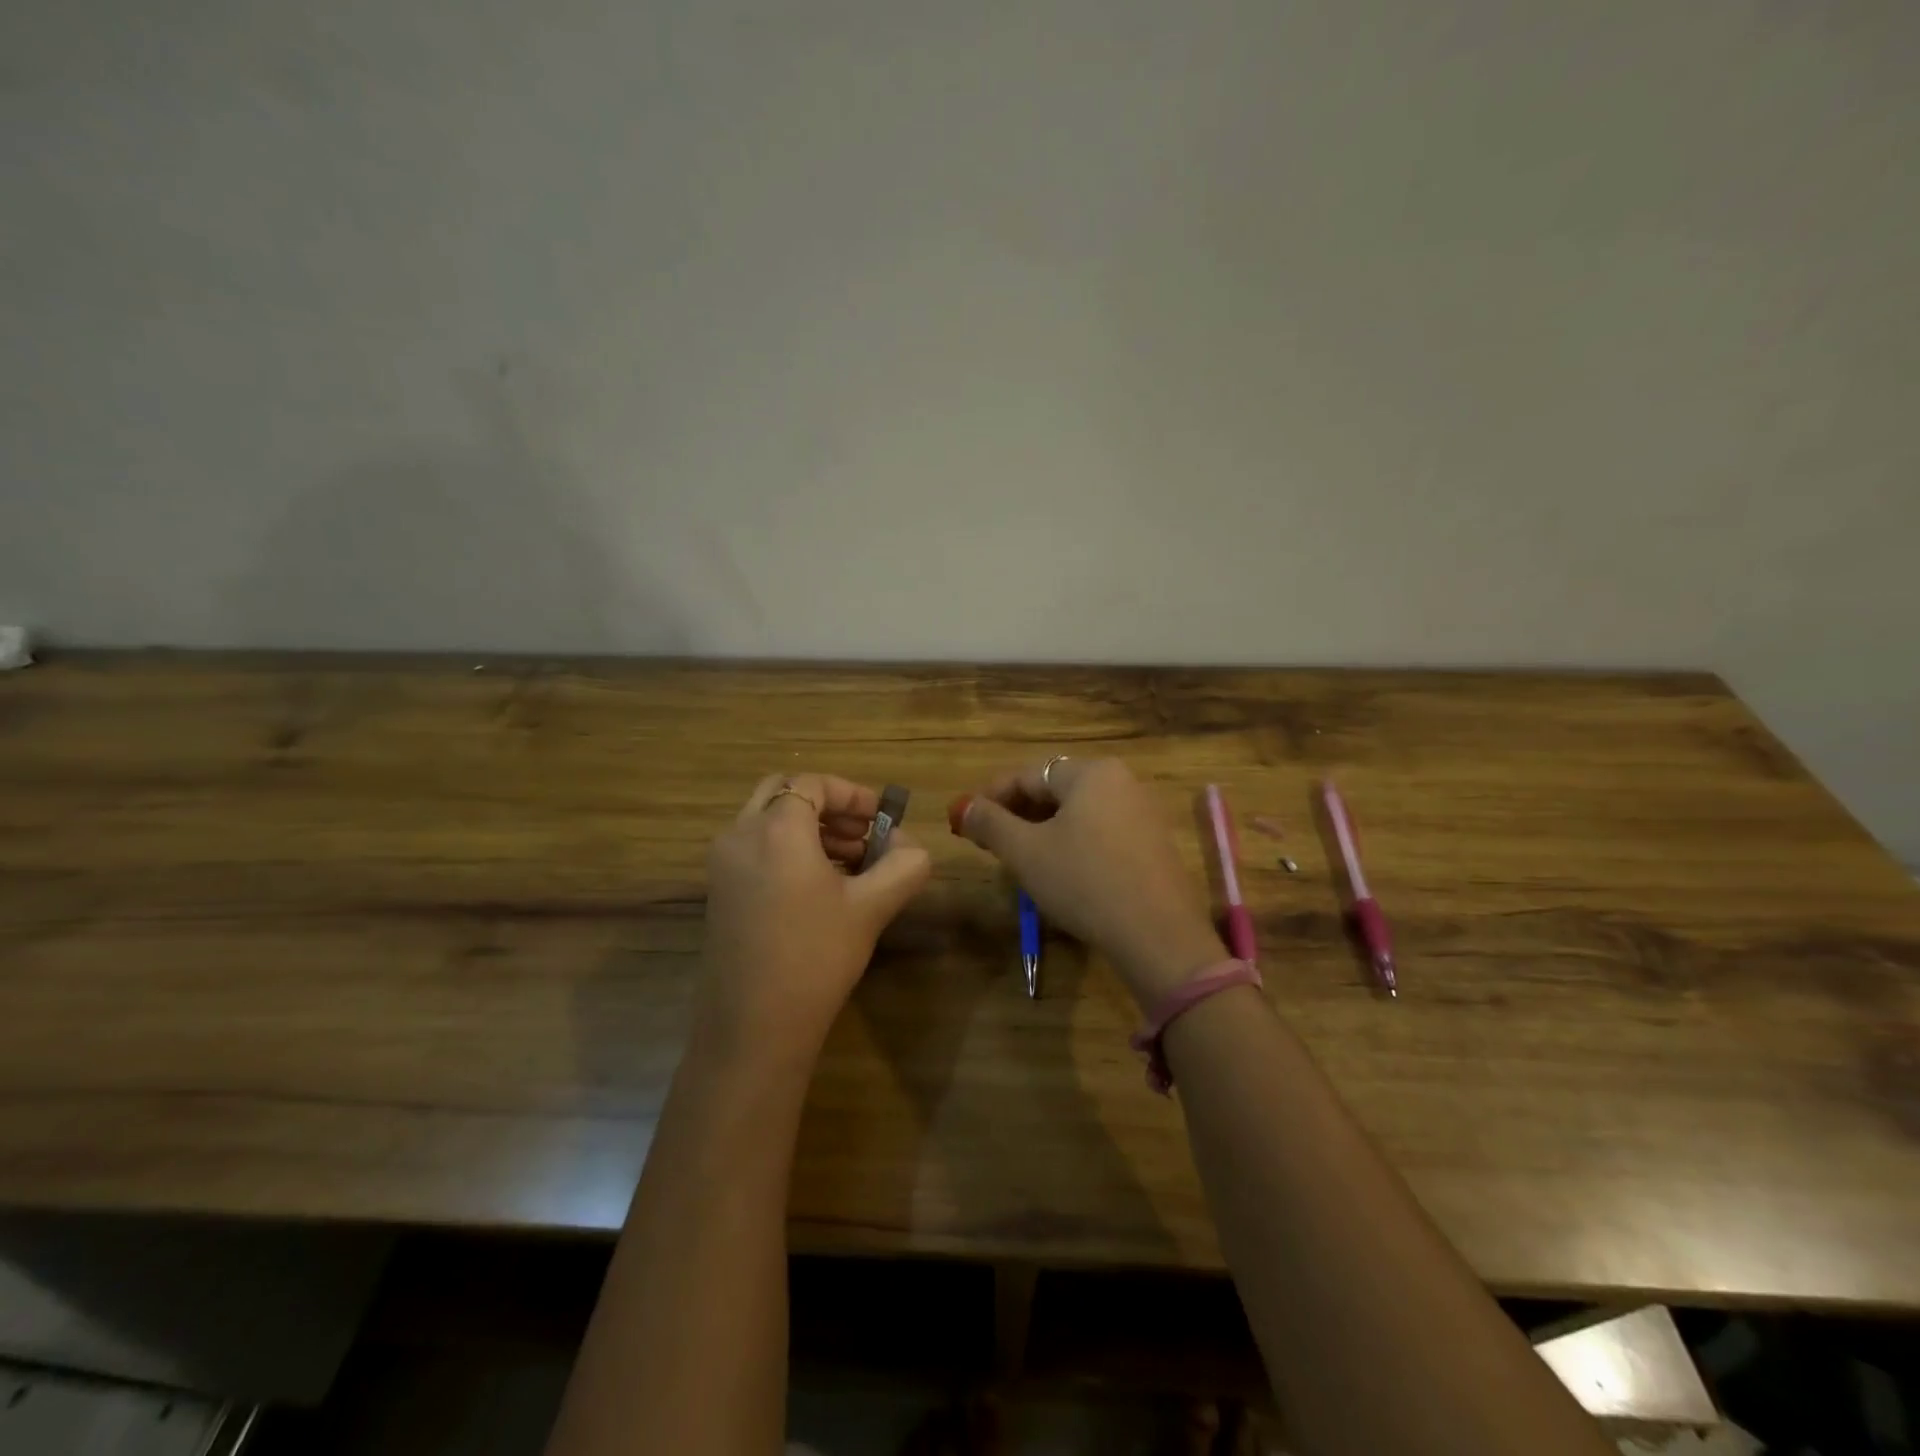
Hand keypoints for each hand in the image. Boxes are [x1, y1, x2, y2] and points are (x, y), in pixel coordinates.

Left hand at [699, 773, 930, 1055]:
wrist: (753, 1027)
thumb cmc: (816, 957)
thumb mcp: (872, 906)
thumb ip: (904, 865)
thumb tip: (912, 847)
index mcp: (775, 829)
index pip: (812, 784)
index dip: (852, 794)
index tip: (883, 818)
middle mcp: (739, 835)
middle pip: (782, 792)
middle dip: (827, 806)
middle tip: (863, 834)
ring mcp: (722, 865)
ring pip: (767, 821)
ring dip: (809, 828)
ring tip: (851, 862)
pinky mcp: (719, 892)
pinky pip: (755, 848)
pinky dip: (787, 849)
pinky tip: (819, 886)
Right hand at [951, 757, 1224, 1006]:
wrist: (1158, 935)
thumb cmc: (1084, 882)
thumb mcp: (1026, 853)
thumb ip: (989, 823)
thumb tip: (963, 806)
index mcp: (1091, 772)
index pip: (1027, 775)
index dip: (991, 797)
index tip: (966, 822)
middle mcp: (1121, 781)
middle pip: (1055, 789)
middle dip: (1017, 813)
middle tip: (989, 842)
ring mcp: (1142, 812)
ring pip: (1078, 811)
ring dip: (1043, 829)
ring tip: (1020, 858)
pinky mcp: (1153, 843)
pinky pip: (1101, 830)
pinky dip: (1073, 842)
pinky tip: (1061, 870)